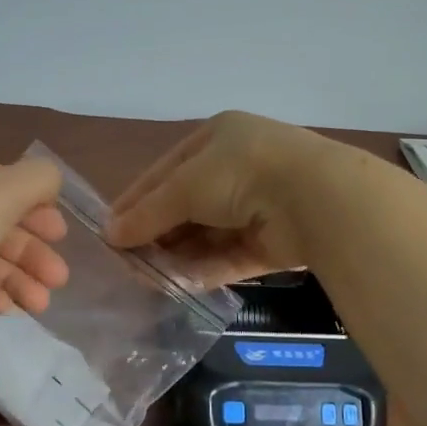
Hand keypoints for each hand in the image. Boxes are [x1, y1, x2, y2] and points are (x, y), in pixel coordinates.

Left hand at [0, 136, 68, 331]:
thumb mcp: (6, 190)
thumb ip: (40, 179)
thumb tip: (49, 182)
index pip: (2, 180)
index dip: (37, 210)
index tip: (61, 237)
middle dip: (29, 253)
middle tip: (58, 280)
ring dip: (13, 278)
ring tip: (38, 306)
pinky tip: (3, 309)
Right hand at [107, 111, 333, 287]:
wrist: (317, 199)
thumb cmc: (241, 173)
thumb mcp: (185, 185)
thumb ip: (148, 212)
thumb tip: (112, 234)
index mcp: (218, 139)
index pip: (166, 171)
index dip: (136, 200)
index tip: (109, 230)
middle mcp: (237, 169)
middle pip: (185, 205)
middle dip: (156, 233)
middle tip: (125, 262)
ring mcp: (257, 207)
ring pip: (206, 235)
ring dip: (176, 256)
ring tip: (144, 279)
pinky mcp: (272, 243)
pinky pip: (228, 256)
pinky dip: (202, 269)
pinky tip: (174, 286)